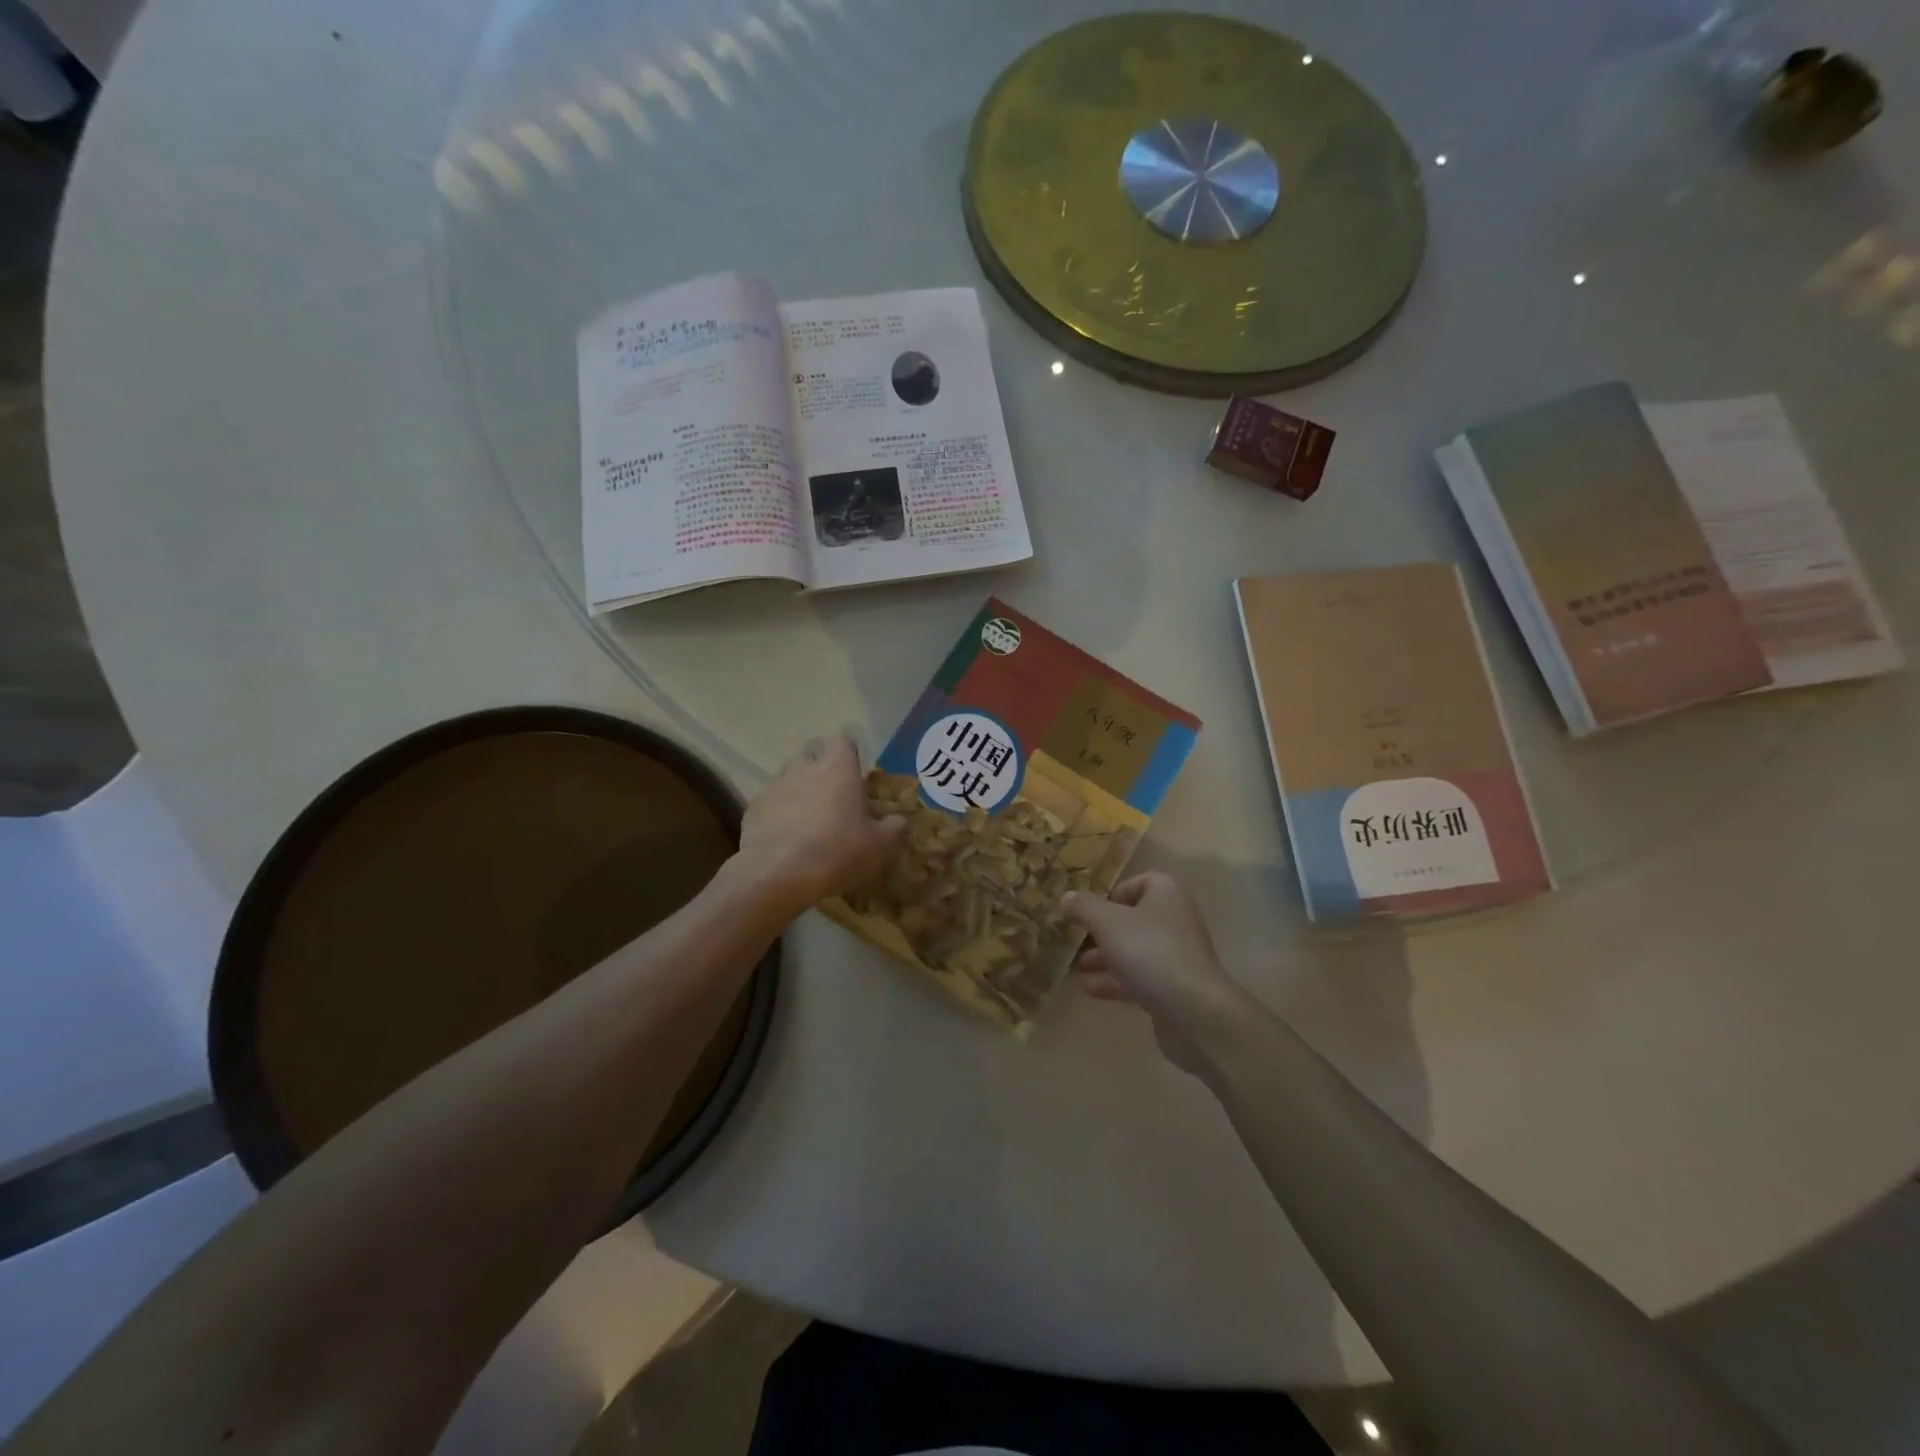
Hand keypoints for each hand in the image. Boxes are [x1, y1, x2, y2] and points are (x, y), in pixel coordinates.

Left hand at [730, 737, 906, 920]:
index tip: (857, 779)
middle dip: (822, 770)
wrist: (777, 876)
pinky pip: (770, 803)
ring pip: (789, 777)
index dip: (851, 757)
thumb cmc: (837, 852)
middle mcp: (804, 767)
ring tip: (809, 821)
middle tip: (834, 799)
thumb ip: (895, 828)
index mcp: (838, 768)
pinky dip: (778, 814)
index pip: (844, 742)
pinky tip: (785, 839)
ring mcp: (774, 786)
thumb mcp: (880, 846)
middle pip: (812, 754)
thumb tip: (900, 821)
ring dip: (799, 791)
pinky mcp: (753, 808)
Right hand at [1063, 873, 1249, 1072]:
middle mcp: (1175, 919)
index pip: (1138, 882)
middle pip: (1133, 919)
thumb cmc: (1149, 951)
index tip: (1088, 911)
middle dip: (1102, 931)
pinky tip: (1090, 989)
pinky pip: (1140, 977)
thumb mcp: (1107, 922)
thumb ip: (1084, 907)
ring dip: (1105, 958)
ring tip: (1076, 968)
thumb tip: (1066, 897)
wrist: (1193, 1010)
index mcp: (1165, 893)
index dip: (1111, 894)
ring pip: (1134, 950)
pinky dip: (1116, 980)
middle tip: (1076, 941)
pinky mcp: (1175, 987)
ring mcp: (1177, 955)